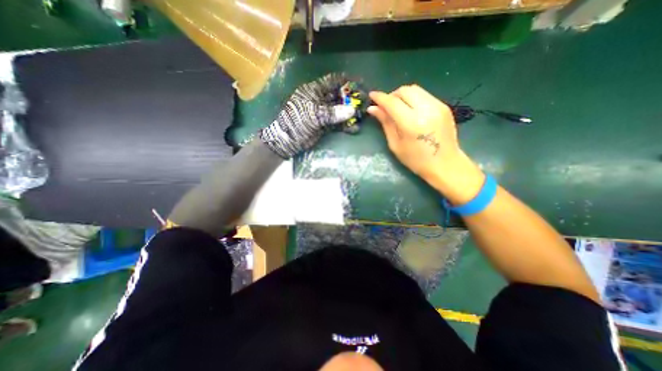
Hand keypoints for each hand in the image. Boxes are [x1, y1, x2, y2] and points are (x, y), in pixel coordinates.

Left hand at [262, 73, 360, 157]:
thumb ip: (332, 113)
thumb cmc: (296, 123)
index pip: (333, 81)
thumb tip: (352, 110)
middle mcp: (320, 100)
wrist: (287, 141)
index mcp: (315, 91)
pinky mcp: (324, 125)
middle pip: (339, 96)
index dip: (347, 81)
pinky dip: (345, 126)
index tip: (361, 83)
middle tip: (365, 102)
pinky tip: (354, 129)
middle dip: (352, 99)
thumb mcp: (313, 115)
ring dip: (351, 113)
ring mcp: (323, 113)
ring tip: (363, 115)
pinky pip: (337, 123)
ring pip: (340, 110)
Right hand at [370, 86, 484, 203]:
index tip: (372, 96)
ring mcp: (438, 106)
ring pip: (415, 89)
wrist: (445, 164)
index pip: (392, 102)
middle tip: (386, 107)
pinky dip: (413, 99)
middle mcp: (426, 109)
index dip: (380, 97)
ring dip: (402, 96)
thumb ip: (385, 123)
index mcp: (411, 123)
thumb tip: (373, 109)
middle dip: (392, 95)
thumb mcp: (395, 144)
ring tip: (398, 109)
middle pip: (404, 90)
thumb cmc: (416, 160)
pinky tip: (411, 111)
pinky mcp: (444, 106)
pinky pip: (424, 95)